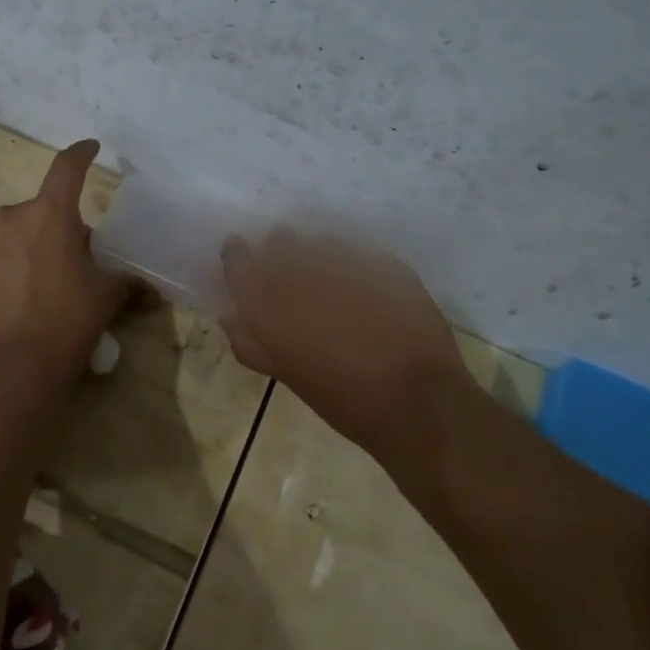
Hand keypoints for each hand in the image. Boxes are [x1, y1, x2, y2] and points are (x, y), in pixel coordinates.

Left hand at [0, 141, 130, 377]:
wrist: (6, 371)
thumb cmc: (65, 326)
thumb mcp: (104, 301)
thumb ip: (127, 286)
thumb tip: (152, 292)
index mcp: (50, 216)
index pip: (68, 169)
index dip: (81, 155)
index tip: (89, 149)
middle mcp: (7, 218)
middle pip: (34, 215)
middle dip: (48, 233)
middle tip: (58, 268)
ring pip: (0, 238)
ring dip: (13, 253)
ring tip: (21, 293)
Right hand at [221, 231, 486, 467]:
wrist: (418, 405)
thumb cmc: (343, 401)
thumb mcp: (288, 376)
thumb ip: (252, 344)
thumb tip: (231, 316)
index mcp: (271, 309)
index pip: (240, 266)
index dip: (236, 256)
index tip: (238, 249)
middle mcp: (304, 279)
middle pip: (279, 245)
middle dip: (277, 248)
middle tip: (281, 255)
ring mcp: (348, 267)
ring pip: (319, 244)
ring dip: (314, 252)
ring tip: (322, 270)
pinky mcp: (387, 265)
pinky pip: (357, 253)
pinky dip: (350, 262)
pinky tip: (359, 282)